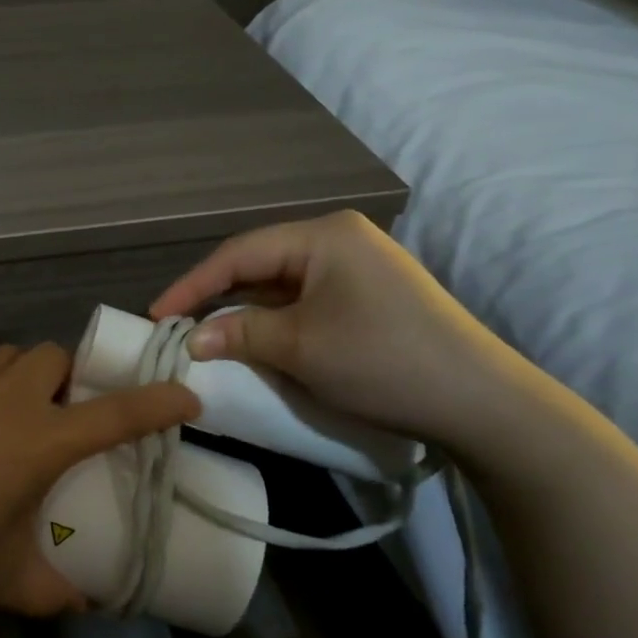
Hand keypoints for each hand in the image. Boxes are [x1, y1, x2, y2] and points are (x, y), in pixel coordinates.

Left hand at [0, 343, 199, 632]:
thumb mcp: (4, 581)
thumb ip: (55, 589)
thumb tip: (87, 601)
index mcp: (35, 442)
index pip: (114, 413)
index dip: (157, 401)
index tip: (185, 393)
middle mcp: (1, 398)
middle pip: (53, 358)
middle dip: (67, 380)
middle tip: (58, 418)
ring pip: (3, 358)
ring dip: (19, 378)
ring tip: (3, 417)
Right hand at [150, 210, 525, 447]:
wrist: (480, 402)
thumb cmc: (381, 360)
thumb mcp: (299, 347)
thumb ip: (238, 333)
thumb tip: (192, 338)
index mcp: (323, 235)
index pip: (239, 253)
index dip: (193, 285)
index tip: (157, 314)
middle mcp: (340, 239)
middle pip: (260, 264)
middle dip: (218, 296)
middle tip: (179, 326)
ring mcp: (359, 267)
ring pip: (282, 285)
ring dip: (246, 312)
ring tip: (209, 336)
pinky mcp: (371, 296)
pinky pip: (307, 301)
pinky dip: (277, 321)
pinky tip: (258, 340)